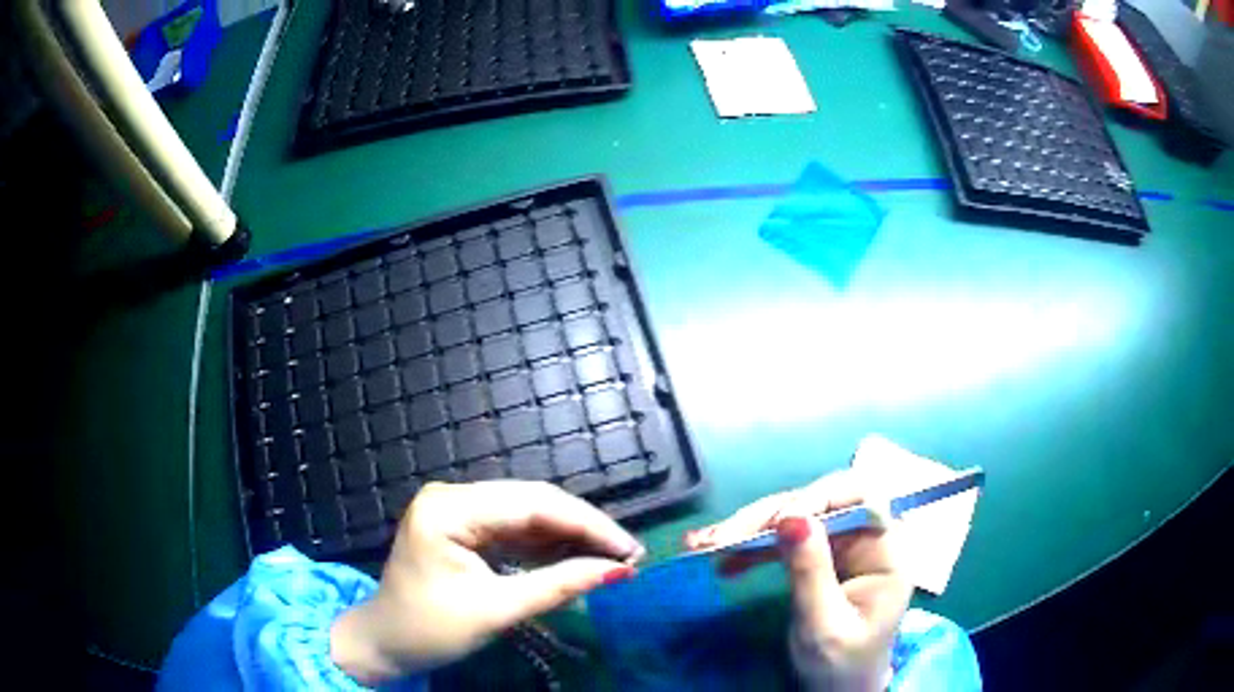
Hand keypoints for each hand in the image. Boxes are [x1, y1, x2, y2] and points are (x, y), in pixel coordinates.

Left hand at [330, 481, 643, 683]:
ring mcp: (457, 510)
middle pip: (533, 503)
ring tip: (612, 558)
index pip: (533, 504)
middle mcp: (453, 496)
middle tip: (628, 554)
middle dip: (583, 529)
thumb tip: (619, 572)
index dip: (588, 525)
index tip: (631, 549)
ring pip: (527, 514)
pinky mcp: (463, 528)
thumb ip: (559, 586)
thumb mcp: (496, 611)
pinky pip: (514, 530)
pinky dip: (546, 546)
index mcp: (449, 508)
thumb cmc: (429, 630)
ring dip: (569, 537)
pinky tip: (577, 559)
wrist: (384, 643)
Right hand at [685, 471, 910, 691]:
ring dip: (750, 528)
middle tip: (722, 537)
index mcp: (885, 551)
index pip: (862, 499)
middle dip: (769, 516)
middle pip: (821, 503)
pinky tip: (719, 554)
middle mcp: (866, 538)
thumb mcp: (824, 626)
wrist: (837, 688)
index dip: (820, 497)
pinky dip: (749, 544)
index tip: (777, 520)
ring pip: (796, 517)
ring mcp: (841, 545)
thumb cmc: (841, 664)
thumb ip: (811, 573)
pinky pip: (782, 538)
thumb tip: (793, 518)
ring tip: (705, 543)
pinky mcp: (818, 556)